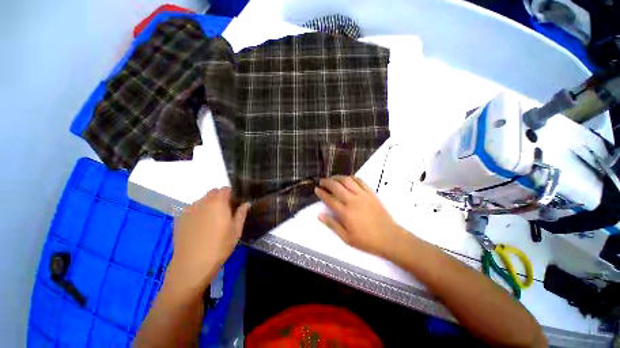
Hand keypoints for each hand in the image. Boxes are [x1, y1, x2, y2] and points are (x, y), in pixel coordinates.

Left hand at [165, 188, 249, 293]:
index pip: (226, 189)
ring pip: (202, 201)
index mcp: (218, 202)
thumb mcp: (236, 230)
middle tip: (226, 212)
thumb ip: (241, 213)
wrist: (192, 265)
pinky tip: (200, 227)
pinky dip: (199, 213)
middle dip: (221, 198)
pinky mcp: (180, 219)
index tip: (236, 204)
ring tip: (212, 221)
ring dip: (209, 205)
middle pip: (213, 193)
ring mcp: (189, 210)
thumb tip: (246, 203)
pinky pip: (192, 209)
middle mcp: (202, 202)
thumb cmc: (219, 246)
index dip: (232, 194)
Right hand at [315, 176, 405, 258]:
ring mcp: (362, 195)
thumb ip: (332, 225)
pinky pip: (360, 181)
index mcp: (345, 213)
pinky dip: (352, 178)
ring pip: (347, 181)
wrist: (389, 237)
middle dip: (326, 182)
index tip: (316, 189)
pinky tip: (347, 179)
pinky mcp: (371, 193)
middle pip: (336, 186)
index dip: (321, 193)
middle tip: (322, 181)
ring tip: (332, 178)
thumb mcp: (346, 237)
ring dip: (338, 177)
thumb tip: (319, 215)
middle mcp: (352, 201)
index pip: (329, 199)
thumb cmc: (366, 240)